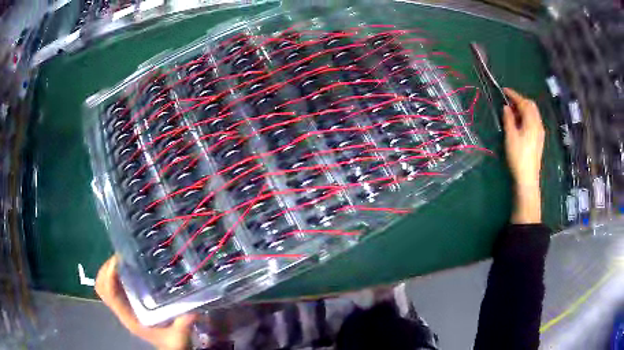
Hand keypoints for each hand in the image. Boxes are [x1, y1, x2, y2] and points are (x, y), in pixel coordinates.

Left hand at [95, 256, 195, 349]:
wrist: (169, 347)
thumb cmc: (171, 342)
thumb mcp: (178, 337)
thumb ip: (183, 325)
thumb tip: (192, 308)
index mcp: (129, 317)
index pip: (109, 294)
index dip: (109, 276)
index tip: (119, 261)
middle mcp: (122, 310)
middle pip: (101, 287)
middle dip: (106, 269)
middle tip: (121, 256)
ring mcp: (122, 306)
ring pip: (104, 285)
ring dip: (108, 270)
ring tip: (123, 259)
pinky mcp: (127, 303)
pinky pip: (112, 286)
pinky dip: (113, 275)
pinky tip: (127, 269)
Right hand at [502, 88, 544, 223]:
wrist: (528, 177)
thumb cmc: (518, 156)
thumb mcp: (511, 136)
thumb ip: (509, 119)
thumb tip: (506, 107)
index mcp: (532, 121)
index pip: (523, 102)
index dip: (513, 95)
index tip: (504, 90)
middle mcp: (538, 124)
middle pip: (531, 106)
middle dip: (520, 100)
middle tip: (508, 100)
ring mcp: (540, 132)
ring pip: (533, 113)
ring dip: (523, 108)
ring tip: (513, 111)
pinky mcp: (539, 139)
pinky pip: (534, 121)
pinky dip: (526, 116)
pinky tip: (520, 122)